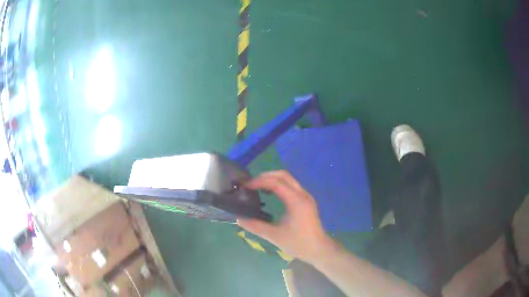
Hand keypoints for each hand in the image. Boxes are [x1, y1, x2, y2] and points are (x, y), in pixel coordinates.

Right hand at [237, 170, 334, 262]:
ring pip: (288, 179)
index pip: (276, 183)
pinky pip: (291, 186)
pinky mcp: (306, 201)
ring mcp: (306, 196)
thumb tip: (239, 218)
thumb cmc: (299, 244)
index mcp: (296, 201)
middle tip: (250, 184)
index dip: (260, 181)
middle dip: (265, 176)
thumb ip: (256, 226)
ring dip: (272, 179)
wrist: (319, 249)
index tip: (246, 186)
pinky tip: (269, 194)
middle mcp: (302, 194)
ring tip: (257, 187)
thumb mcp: (275, 236)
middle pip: (283, 175)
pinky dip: (278, 185)